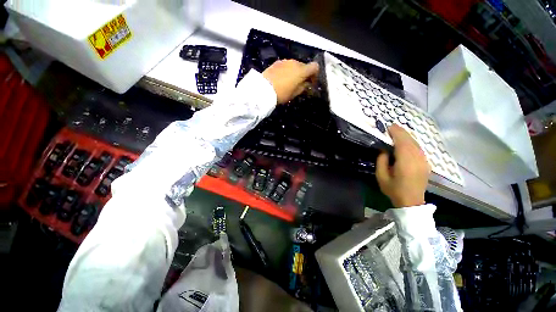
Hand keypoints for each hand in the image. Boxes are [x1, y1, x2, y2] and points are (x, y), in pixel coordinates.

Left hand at [262, 60, 318, 103]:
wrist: (264, 89)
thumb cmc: (282, 93)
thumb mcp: (295, 93)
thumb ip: (303, 87)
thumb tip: (306, 83)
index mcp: (301, 70)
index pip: (315, 67)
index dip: (315, 74)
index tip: (311, 82)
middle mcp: (295, 62)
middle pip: (304, 65)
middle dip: (304, 74)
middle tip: (301, 83)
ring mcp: (285, 61)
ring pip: (294, 65)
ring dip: (295, 72)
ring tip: (290, 81)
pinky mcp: (277, 62)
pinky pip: (286, 65)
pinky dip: (287, 70)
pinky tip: (283, 78)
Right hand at [376, 124, 430, 207]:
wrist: (411, 202)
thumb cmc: (393, 189)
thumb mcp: (381, 176)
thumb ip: (381, 161)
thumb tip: (384, 149)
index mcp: (405, 163)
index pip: (402, 143)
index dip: (396, 133)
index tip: (388, 127)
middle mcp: (417, 159)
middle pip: (410, 141)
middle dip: (401, 132)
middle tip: (391, 127)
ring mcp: (424, 161)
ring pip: (416, 144)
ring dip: (406, 136)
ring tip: (397, 132)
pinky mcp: (426, 163)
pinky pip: (419, 149)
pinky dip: (411, 142)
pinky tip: (405, 142)